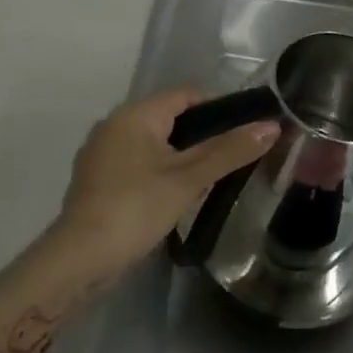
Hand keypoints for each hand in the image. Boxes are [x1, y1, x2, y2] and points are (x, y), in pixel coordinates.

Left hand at [54, 89, 279, 274]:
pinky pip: (135, 161)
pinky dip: (157, 170)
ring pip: (151, 141)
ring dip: (179, 154)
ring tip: (209, 178)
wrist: (81, 257)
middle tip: (232, 157)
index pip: (185, 95)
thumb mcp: (188, 180)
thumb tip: (271, 126)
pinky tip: (173, 194)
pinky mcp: (96, 177)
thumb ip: (229, 151)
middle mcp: (114, 123)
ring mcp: (101, 151)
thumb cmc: (137, 208)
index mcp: (135, 114)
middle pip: (168, 117)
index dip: (218, 107)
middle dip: (200, 133)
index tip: (245, 129)